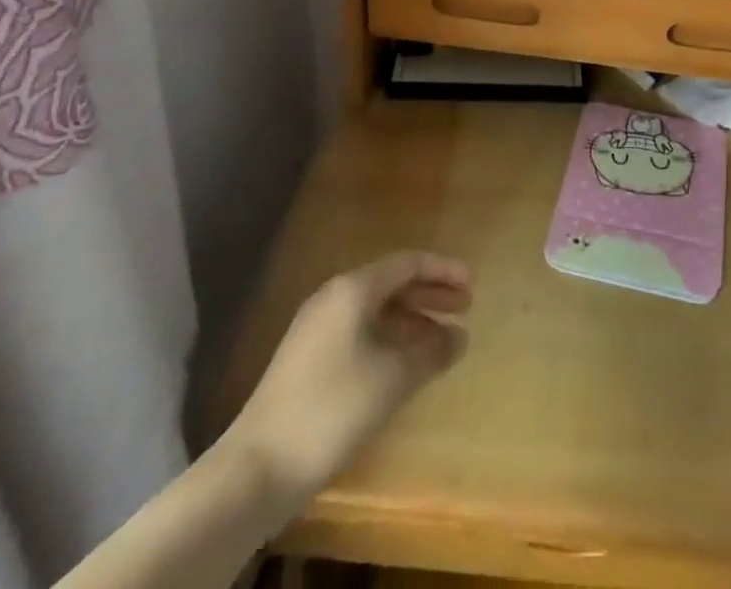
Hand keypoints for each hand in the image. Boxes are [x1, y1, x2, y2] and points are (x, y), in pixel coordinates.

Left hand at [223, 252, 472, 506]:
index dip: (444, 270)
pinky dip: (391, 339)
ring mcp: (317, 329)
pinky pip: (361, 332)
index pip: (408, 263)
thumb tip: (460, 337)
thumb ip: (431, 351)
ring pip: (377, 310)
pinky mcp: (309, 359)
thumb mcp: (393, 377)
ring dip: (413, 320)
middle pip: (392, 284)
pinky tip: (406, 363)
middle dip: (431, 294)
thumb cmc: (333, 407)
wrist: (258, 466)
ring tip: (443, 340)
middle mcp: (334, 298)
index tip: (472, 285)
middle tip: (465, 308)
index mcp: (353, 289)